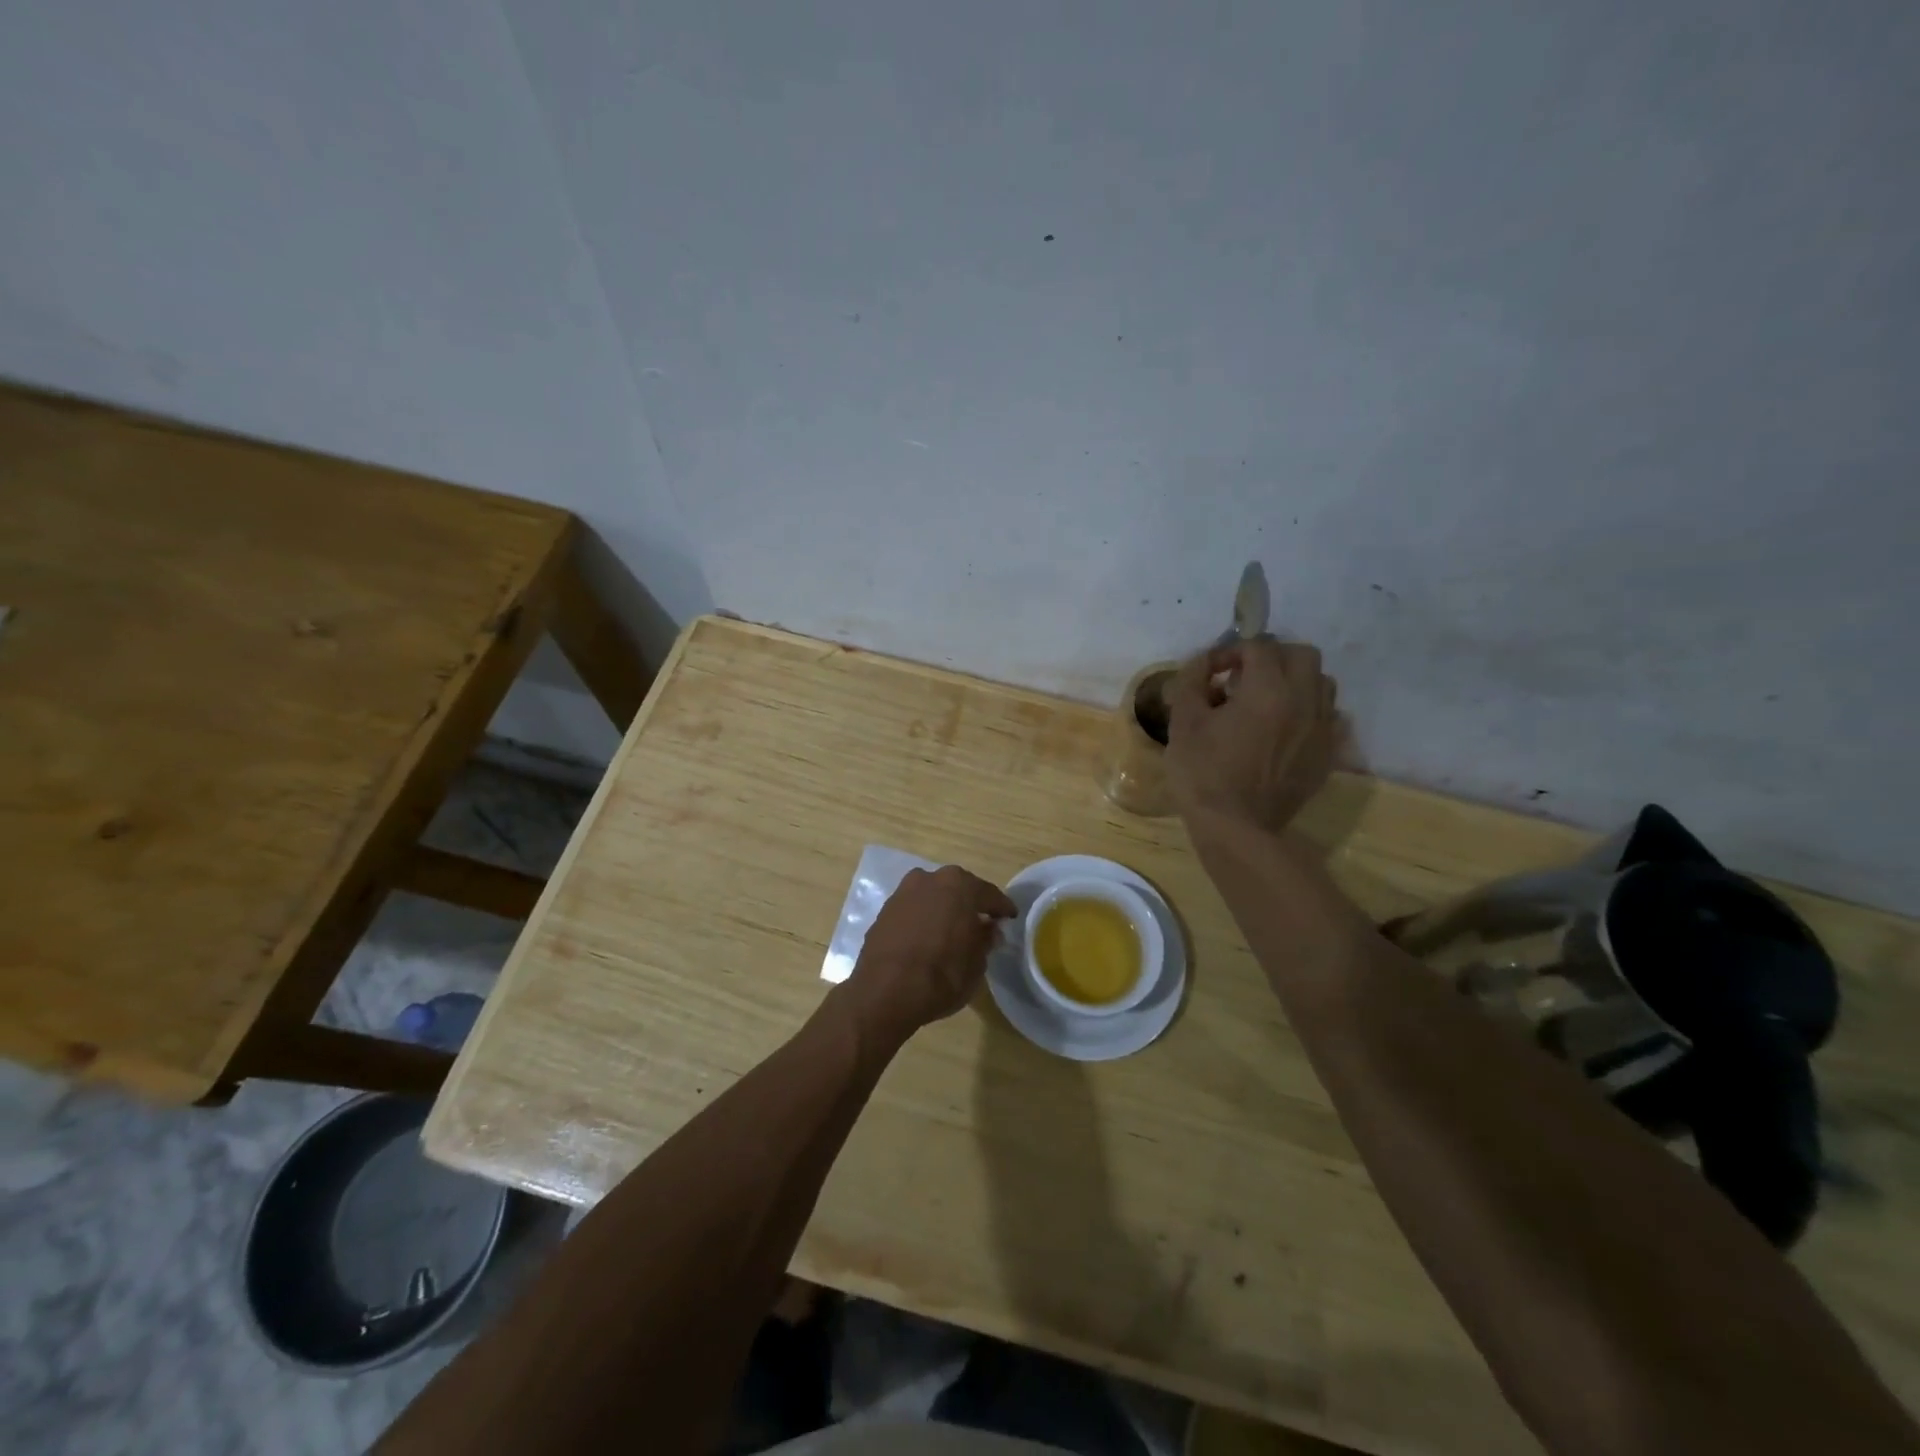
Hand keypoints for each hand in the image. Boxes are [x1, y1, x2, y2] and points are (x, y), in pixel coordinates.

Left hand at [842, 865, 1016, 1044]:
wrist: (885, 992)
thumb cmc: (941, 975)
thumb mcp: (976, 963)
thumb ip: (985, 940)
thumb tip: (989, 930)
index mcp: (959, 885)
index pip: (989, 894)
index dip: (1002, 909)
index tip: (1010, 918)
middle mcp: (929, 879)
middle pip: (959, 890)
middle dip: (971, 905)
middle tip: (982, 924)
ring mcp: (903, 893)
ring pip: (933, 897)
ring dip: (944, 910)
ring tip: (953, 932)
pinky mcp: (884, 911)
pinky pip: (914, 910)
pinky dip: (924, 919)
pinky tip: (928, 938)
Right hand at [1165, 638, 1337, 832]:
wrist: (1236, 828)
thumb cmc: (1203, 774)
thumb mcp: (1184, 723)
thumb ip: (1191, 682)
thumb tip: (1202, 664)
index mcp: (1268, 690)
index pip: (1258, 646)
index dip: (1230, 651)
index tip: (1210, 672)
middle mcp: (1304, 701)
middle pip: (1302, 654)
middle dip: (1272, 657)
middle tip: (1243, 678)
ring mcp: (1321, 729)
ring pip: (1321, 683)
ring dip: (1294, 681)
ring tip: (1265, 701)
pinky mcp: (1326, 754)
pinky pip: (1327, 717)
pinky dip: (1306, 711)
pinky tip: (1281, 729)